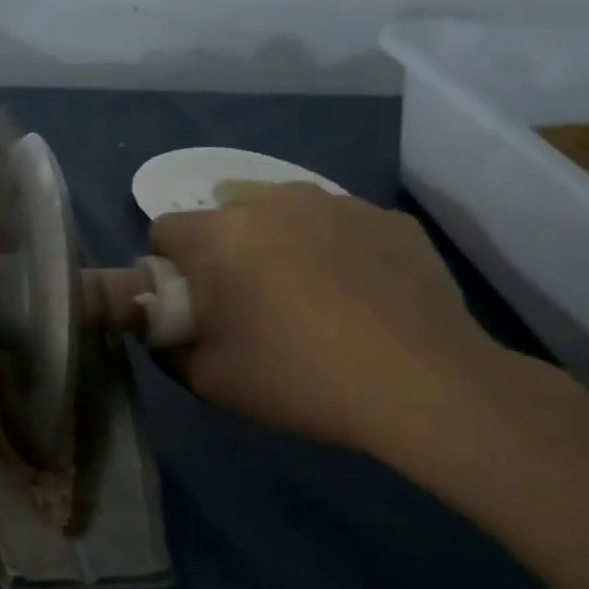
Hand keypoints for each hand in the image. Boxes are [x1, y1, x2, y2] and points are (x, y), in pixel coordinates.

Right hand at [150, 185, 506, 453]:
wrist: (424, 385)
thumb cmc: (297, 377)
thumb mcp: (207, 379)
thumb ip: (168, 347)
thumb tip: (167, 330)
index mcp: (220, 236)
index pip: (165, 230)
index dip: (168, 268)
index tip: (192, 304)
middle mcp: (273, 203)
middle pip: (226, 222)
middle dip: (226, 258)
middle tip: (251, 311)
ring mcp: (339, 205)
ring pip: (285, 221)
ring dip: (281, 251)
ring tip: (313, 306)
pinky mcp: (391, 220)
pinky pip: (341, 230)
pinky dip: (337, 256)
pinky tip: (361, 302)